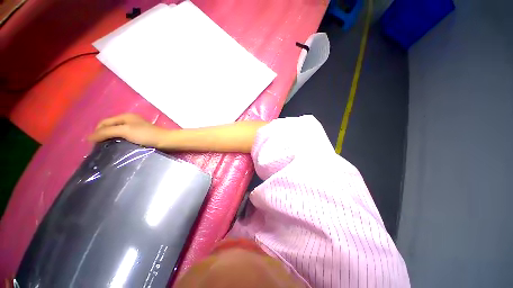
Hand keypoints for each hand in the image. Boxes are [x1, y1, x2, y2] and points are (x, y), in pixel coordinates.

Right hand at [88, 113, 168, 147]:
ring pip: (117, 133)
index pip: (104, 122)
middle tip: (98, 148)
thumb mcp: (125, 131)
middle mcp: (129, 121)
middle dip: (102, 136)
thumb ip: (107, 132)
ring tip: (105, 150)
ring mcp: (135, 129)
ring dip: (110, 140)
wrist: (165, 141)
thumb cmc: (146, 135)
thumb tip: (89, 137)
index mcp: (125, 117)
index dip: (97, 131)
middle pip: (110, 127)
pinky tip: (116, 149)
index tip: (93, 144)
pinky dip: (118, 143)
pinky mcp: (140, 136)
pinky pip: (124, 138)